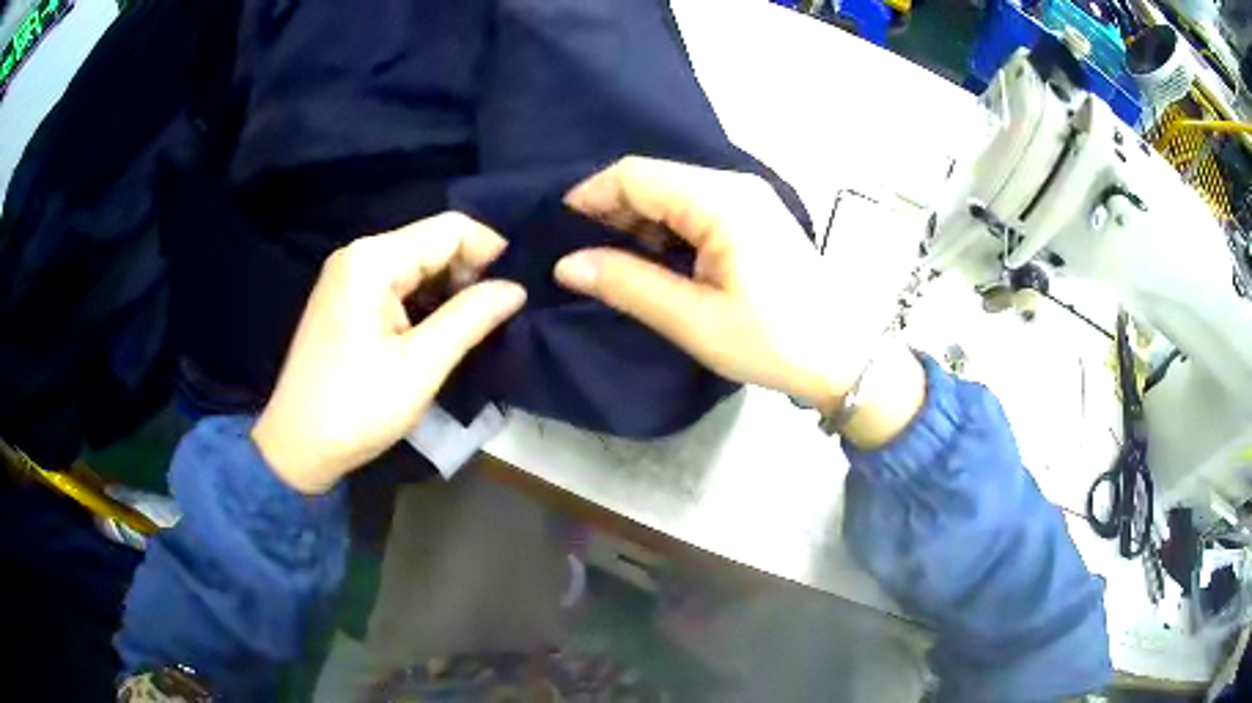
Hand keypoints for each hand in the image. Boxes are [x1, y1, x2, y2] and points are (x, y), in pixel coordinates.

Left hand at [253, 213, 525, 493]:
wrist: (296, 446)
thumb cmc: (356, 408)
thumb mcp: (420, 366)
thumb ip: (471, 318)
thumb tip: (516, 288)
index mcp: (373, 260)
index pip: (450, 229)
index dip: (491, 251)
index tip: (517, 290)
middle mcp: (359, 254)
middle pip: (432, 242)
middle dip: (470, 272)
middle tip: (497, 316)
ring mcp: (349, 275)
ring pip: (417, 263)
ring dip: (449, 289)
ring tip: (474, 326)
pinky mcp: (346, 297)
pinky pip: (398, 283)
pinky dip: (425, 300)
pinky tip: (439, 330)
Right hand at [554, 157, 924, 446]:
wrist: (845, 356)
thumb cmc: (774, 341)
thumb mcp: (694, 319)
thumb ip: (627, 284)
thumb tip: (567, 263)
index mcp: (721, 201)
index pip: (636, 175)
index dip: (591, 196)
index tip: (558, 231)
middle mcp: (734, 186)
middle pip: (654, 179)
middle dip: (611, 211)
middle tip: (580, 254)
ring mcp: (748, 199)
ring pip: (673, 194)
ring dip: (638, 223)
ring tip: (610, 263)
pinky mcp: (754, 218)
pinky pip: (696, 209)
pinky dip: (666, 230)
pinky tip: (653, 261)